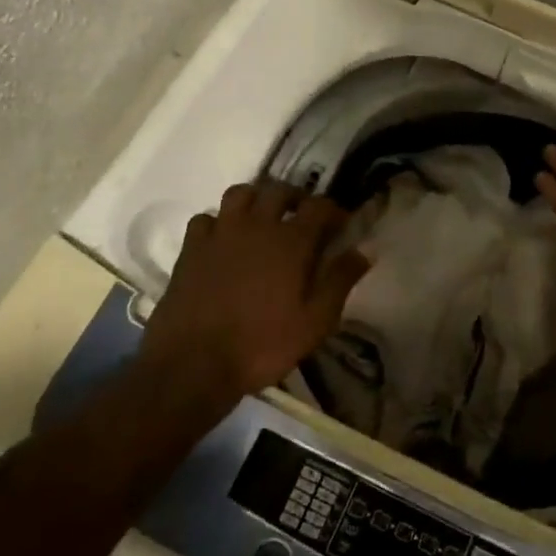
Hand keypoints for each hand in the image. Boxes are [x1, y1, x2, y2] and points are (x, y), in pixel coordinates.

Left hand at [143, 180, 369, 399]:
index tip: (341, 224)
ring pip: (240, 193)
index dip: (334, 211)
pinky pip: (206, 218)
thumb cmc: (262, 345)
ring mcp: (220, 233)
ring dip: (257, 199)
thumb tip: (364, 250)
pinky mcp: (191, 248)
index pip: (319, 206)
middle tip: (303, 217)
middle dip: (297, 198)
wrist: (193, 365)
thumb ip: (340, 281)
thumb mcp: (315, 322)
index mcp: (291, 241)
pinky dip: (219, 222)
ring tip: (263, 219)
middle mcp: (256, 226)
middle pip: (279, 190)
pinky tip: (223, 240)